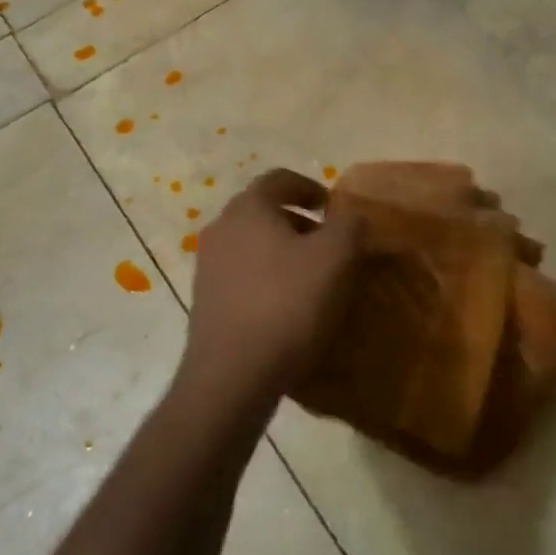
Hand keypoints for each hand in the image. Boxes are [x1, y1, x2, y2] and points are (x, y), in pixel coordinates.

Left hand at [181, 168, 363, 403]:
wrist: (232, 375)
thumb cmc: (287, 304)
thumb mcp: (336, 257)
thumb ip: (349, 224)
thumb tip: (350, 214)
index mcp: (248, 208)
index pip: (280, 179)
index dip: (311, 188)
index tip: (335, 209)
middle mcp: (221, 228)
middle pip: (264, 211)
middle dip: (300, 223)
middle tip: (331, 245)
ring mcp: (208, 266)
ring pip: (253, 244)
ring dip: (284, 252)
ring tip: (313, 278)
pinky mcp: (206, 300)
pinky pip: (243, 275)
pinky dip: (268, 278)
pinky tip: (288, 307)